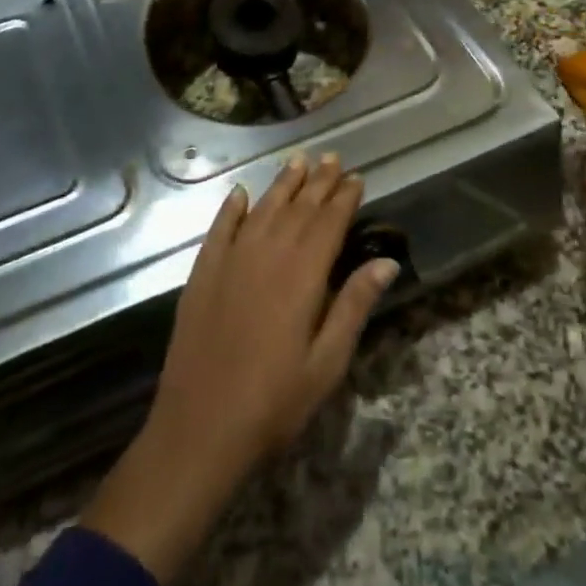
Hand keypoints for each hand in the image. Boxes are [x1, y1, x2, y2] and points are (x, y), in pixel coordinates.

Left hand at [82, 154, 396, 584]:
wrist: (200, 427)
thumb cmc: (274, 403)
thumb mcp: (327, 363)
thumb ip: (353, 306)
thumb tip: (385, 262)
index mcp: (301, 276)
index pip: (328, 224)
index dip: (343, 198)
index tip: (356, 177)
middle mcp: (266, 256)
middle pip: (297, 209)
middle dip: (317, 182)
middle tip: (332, 157)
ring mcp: (229, 262)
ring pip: (261, 210)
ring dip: (281, 185)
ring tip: (297, 161)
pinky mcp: (202, 274)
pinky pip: (219, 229)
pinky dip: (231, 208)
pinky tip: (240, 194)